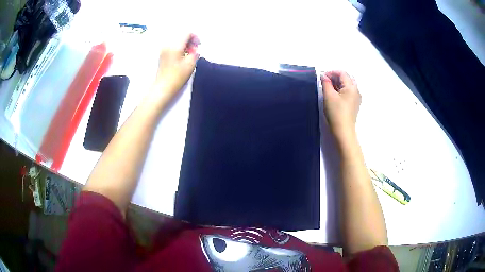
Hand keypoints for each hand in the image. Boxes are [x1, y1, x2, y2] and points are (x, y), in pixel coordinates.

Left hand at [153, 34, 199, 99]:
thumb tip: (194, 49)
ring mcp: (163, 50)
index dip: (195, 37)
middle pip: (181, 36)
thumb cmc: (177, 76)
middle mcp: (168, 45)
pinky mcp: (162, 55)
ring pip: (177, 41)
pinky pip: (172, 46)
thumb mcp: (191, 64)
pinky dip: (179, 49)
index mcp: (175, 46)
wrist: (163, 87)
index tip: (198, 45)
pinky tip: (182, 58)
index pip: (187, 33)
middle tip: (194, 51)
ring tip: (188, 55)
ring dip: (184, 45)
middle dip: (190, 41)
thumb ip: (195, 53)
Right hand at [321, 71, 360, 142]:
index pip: (342, 73)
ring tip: (328, 88)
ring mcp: (356, 98)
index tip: (322, 77)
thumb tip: (324, 76)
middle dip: (335, 77)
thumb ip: (326, 83)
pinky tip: (334, 95)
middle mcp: (356, 91)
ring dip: (337, 84)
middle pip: (346, 78)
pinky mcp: (354, 104)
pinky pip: (348, 92)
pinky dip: (341, 90)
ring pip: (347, 85)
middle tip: (325, 82)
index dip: (331, 72)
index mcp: (351, 87)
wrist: (343, 131)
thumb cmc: (336, 112)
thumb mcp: (328, 96)